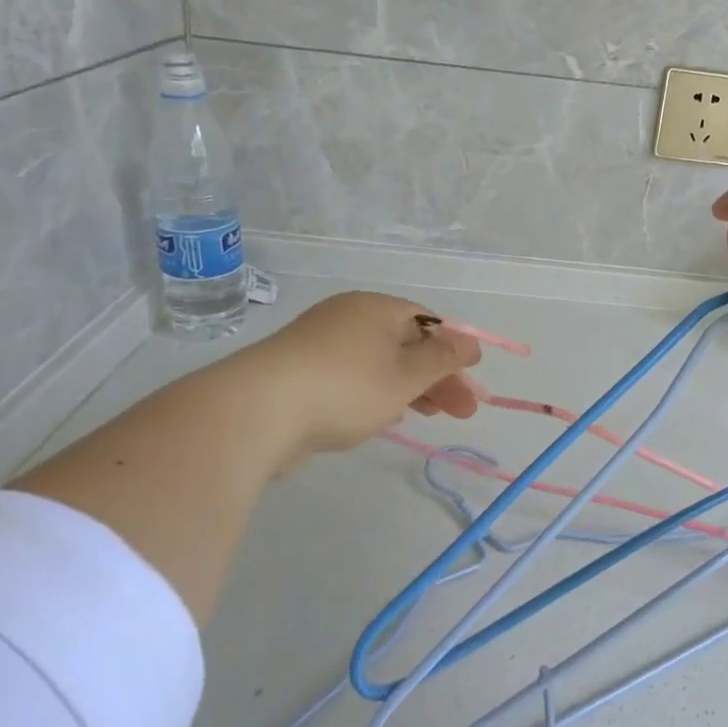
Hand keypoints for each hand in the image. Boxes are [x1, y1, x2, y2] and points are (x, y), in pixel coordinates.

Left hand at [251, 292, 482, 459]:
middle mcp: (348, 317)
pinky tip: (383, 418)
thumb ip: (443, 359)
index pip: (428, 322)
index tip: (473, 385)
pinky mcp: (298, 373)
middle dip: (437, 378)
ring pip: (378, 363)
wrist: (255, 412)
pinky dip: (373, 394)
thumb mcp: (406, 376)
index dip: (454, 352)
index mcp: (376, 308)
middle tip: (462, 412)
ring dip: (408, 388)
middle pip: (406, 344)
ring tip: (427, 417)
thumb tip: (471, 342)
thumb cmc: (345, 387)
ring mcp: (319, 344)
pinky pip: (350, 378)